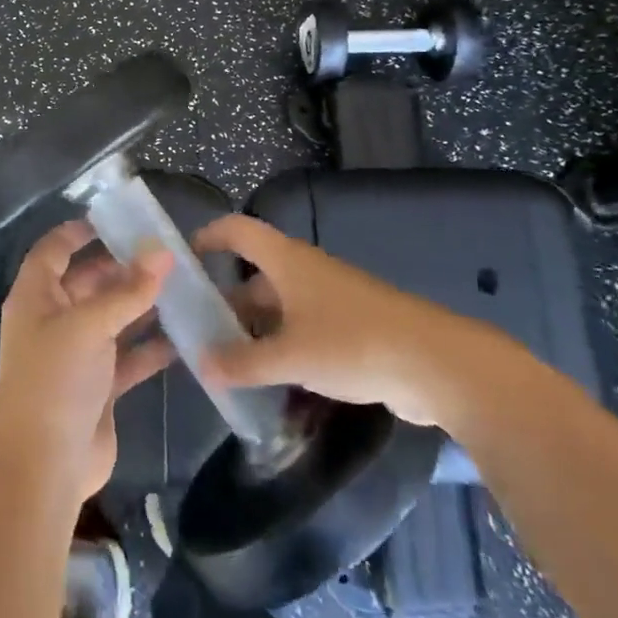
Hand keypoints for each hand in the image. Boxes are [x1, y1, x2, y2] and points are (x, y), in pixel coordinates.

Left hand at [0, 220, 172, 504]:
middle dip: (122, 266)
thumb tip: (163, 252)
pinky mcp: (98, 386)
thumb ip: (128, 290)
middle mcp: (53, 321)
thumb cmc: (55, 382)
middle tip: (166, 251)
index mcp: (35, 298)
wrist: (43, 469)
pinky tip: (184, 335)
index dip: (78, 231)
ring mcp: (76, 355)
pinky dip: (151, 346)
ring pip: (112, 318)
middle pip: (88, 281)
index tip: (117, 218)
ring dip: (141, 304)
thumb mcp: (90, 326)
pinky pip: (128, 356)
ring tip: (182, 284)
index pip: (53, 250)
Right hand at [193, 214, 478, 427]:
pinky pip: (302, 335)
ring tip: (225, 370)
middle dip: (225, 306)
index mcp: (287, 262)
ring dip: (253, 336)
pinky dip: (281, 353)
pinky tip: (269, 386)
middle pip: (255, 279)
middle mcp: (305, 273)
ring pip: (278, 312)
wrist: (435, 363)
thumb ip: (243, 362)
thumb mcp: (290, 355)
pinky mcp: (349, 331)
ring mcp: (330, 302)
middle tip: (195, 339)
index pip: (239, 231)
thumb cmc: (353, 343)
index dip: (208, 237)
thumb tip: (202, 365)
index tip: (182, 263)